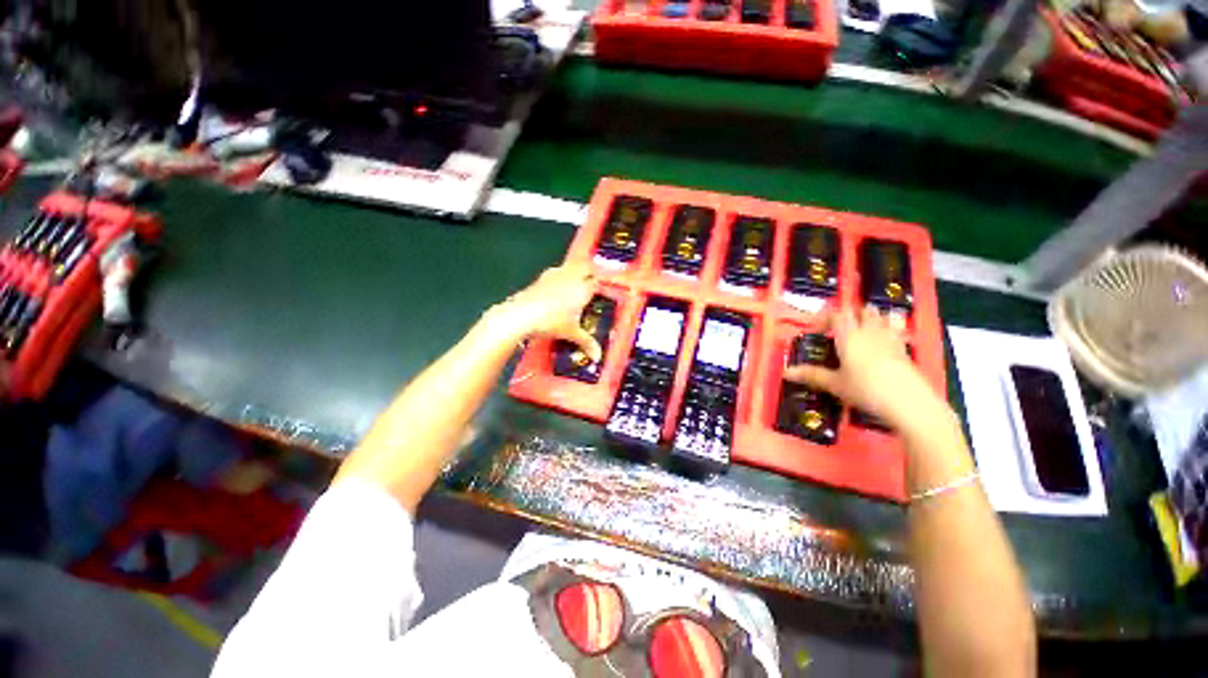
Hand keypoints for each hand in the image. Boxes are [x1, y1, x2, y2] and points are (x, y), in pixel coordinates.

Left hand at [486, 263, 601, 361]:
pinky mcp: (541, 278)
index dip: (599, 286)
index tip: (600, 294)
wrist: (521, 315)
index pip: (596, 282)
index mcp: (582, 289)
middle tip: (589, 286)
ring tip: (574, 286)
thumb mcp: (571, 334)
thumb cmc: (552, 322)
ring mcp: (554, 275)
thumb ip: (586, 343)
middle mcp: (571, 278)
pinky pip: (555, 273)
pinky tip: (555, 289)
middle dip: (589, 274)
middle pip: (584, 268)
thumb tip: (598, 357)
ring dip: (573, 273)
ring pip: (569, 268)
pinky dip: (559, 277)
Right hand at [784, 308, 944, 431]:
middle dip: (850, 315)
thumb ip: (811, 375)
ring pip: (881, 317)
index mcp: (849, 336)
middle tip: (840, 327)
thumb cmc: (865, 389)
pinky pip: (895, 331)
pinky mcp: (905, 350)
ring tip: (862, 331)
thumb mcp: (835, 384)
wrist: (909, 402)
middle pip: (862, 311)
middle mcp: (870, 332)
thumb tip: (785, 372)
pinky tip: (883, 344)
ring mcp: (890, 339)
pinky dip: (887, 331)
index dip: (825, 318)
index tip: (816, 329)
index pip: (837, 315)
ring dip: (871, 319)